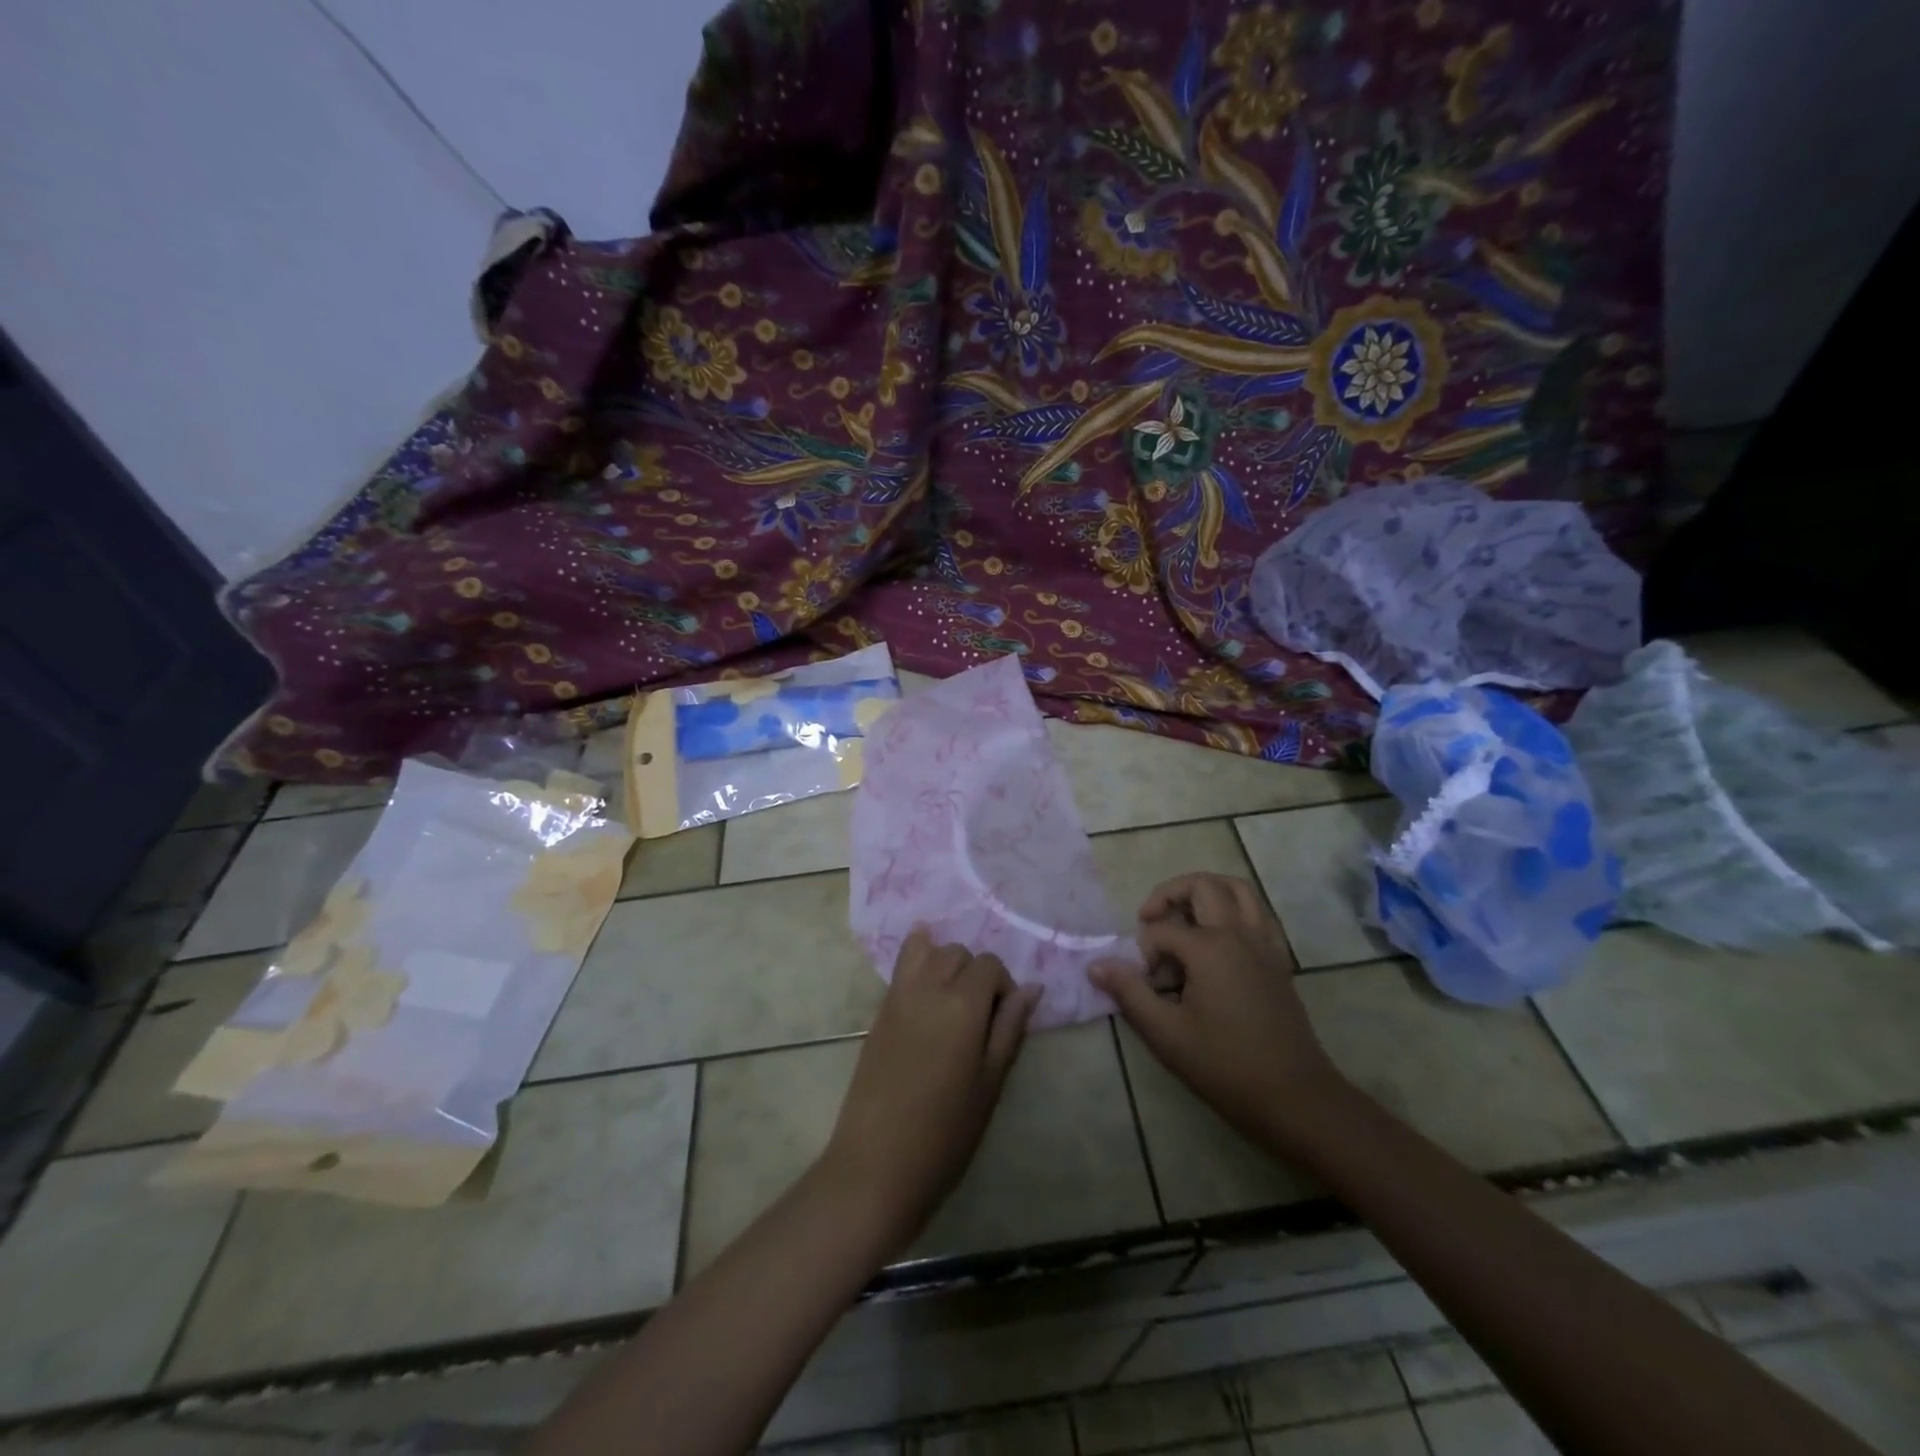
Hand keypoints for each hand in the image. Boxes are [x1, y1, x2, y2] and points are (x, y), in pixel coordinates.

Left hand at [819, 929, 1040, 1249]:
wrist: (877, 1164)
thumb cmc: (945, 1132)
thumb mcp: (990, 1083)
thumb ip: (1010, 1028)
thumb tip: (1033, 988)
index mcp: (963, 1004)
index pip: (990, 965)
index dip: (1003, 986)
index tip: (1004, 1021)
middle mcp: (929, 987)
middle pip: (957, 953)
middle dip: (974, 973)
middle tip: (979, 1015)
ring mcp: (898, 997)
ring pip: (926, 951)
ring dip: (944, 963)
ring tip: (951, 999)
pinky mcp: (878, 1012)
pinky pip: (900, 967)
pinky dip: (916, 960)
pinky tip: (925, 982)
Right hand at [1090, 873, 1345, 1146]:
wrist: (1294, 1097)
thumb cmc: (1225, 1066)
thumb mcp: (1166, 1034)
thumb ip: (1129, 993)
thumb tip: (1096, 965)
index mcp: (1210, 948)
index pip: (1162, 931)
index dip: (1144, 952)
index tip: (1143, 984)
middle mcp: (1239, 934)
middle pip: (1203, 886)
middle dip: (1170, 894)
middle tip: (1150, 918)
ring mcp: (1264, 943)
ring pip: (1238, 889)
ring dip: (1207, 890)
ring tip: (1184, 914)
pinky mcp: (1279, 959)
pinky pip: (1258, 913)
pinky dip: (1235, 909)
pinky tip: (1219, 937)